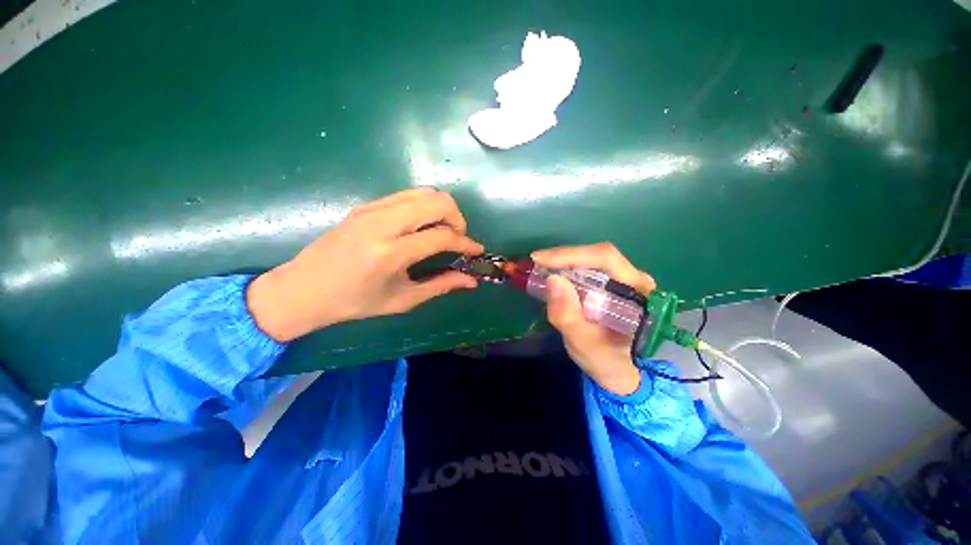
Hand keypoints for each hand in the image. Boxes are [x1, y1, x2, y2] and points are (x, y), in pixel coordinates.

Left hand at [247, 188, 483, 341]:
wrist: (302, 289)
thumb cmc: (354, 302)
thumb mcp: (402, 300)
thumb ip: (441, 285)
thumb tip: (471, 280)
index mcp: (390, 253)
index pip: (442, 236)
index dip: (466, 243)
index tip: (476, 251)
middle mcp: (382, 223)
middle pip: (437, 201)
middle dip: (457, 218)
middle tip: (457, 239)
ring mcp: (372, 209)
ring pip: (424, 192)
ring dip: (441, 209)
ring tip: (442, 232)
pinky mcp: (366, 205)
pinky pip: (407, 195)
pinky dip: (424, 207)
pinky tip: (421, 227)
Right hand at [531, 243, 655, 395]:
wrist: (621, 372)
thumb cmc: (607, 361)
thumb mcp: (584, 344)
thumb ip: (568, 316)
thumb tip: (552, 279)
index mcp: (638, 291)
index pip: (605, 259)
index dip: (570, 255)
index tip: (539, 259)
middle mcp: (634, 278)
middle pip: (597, 255)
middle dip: (563, 257)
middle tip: (535, 263)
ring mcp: (624, 280)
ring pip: (591, 259)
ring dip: (563, 261)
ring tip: (540, 268)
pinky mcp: (612, 284)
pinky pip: (588, 269)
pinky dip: (566, 269)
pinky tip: (552, 275)